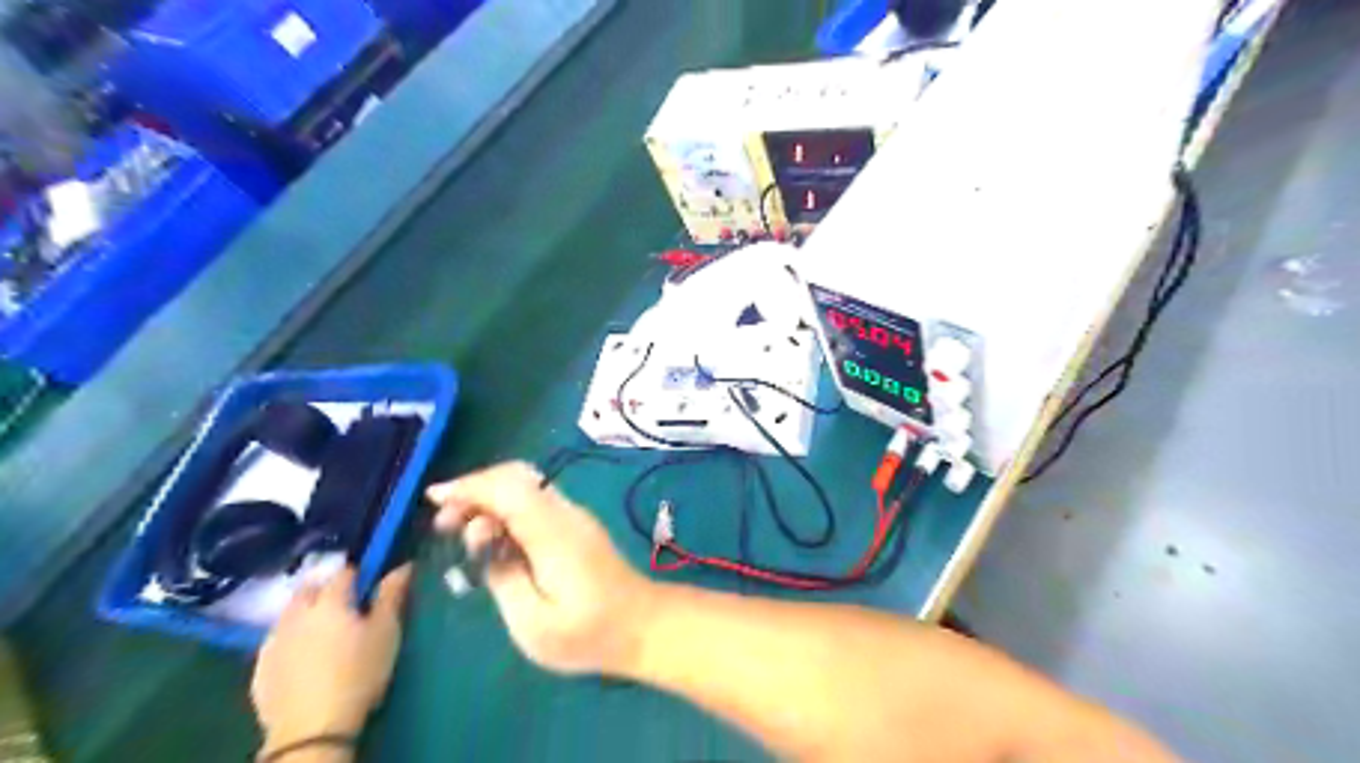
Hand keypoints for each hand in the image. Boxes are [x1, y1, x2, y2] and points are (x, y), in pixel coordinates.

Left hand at [247, 567, 408, 751]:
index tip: (370, 584)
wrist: (312, 729)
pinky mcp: (260, 668)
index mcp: (331, 601)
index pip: (344, 573)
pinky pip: (277, 640)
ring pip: (290, 613)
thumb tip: (403, 566)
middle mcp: (298, 614)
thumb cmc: (359, 673)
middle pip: (309, 588)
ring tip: (325, 630)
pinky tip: (304, 655)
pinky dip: (291, 638)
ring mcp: (274, 640)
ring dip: (306, 612)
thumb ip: (392, 596)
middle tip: (347, 604)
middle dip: (326, 588)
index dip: (359, 573)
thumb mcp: (386, 632)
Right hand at [425, 461, 655, 676]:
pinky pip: (536, 502)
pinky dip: (507, 509)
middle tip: (446, 521)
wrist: (644, 625)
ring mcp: (575, 517)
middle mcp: (565, 514)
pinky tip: (493, 538)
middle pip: (517, 477)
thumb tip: (488, 547)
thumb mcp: (533, 623)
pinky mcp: (577, 526)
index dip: (469, 486)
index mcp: (553, 532)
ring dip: (490, 498)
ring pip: (526, 486)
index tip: (434, 499)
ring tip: (464, 532)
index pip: (509, 488)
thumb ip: (503, 579)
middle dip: (475, 489)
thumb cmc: (589, 633)